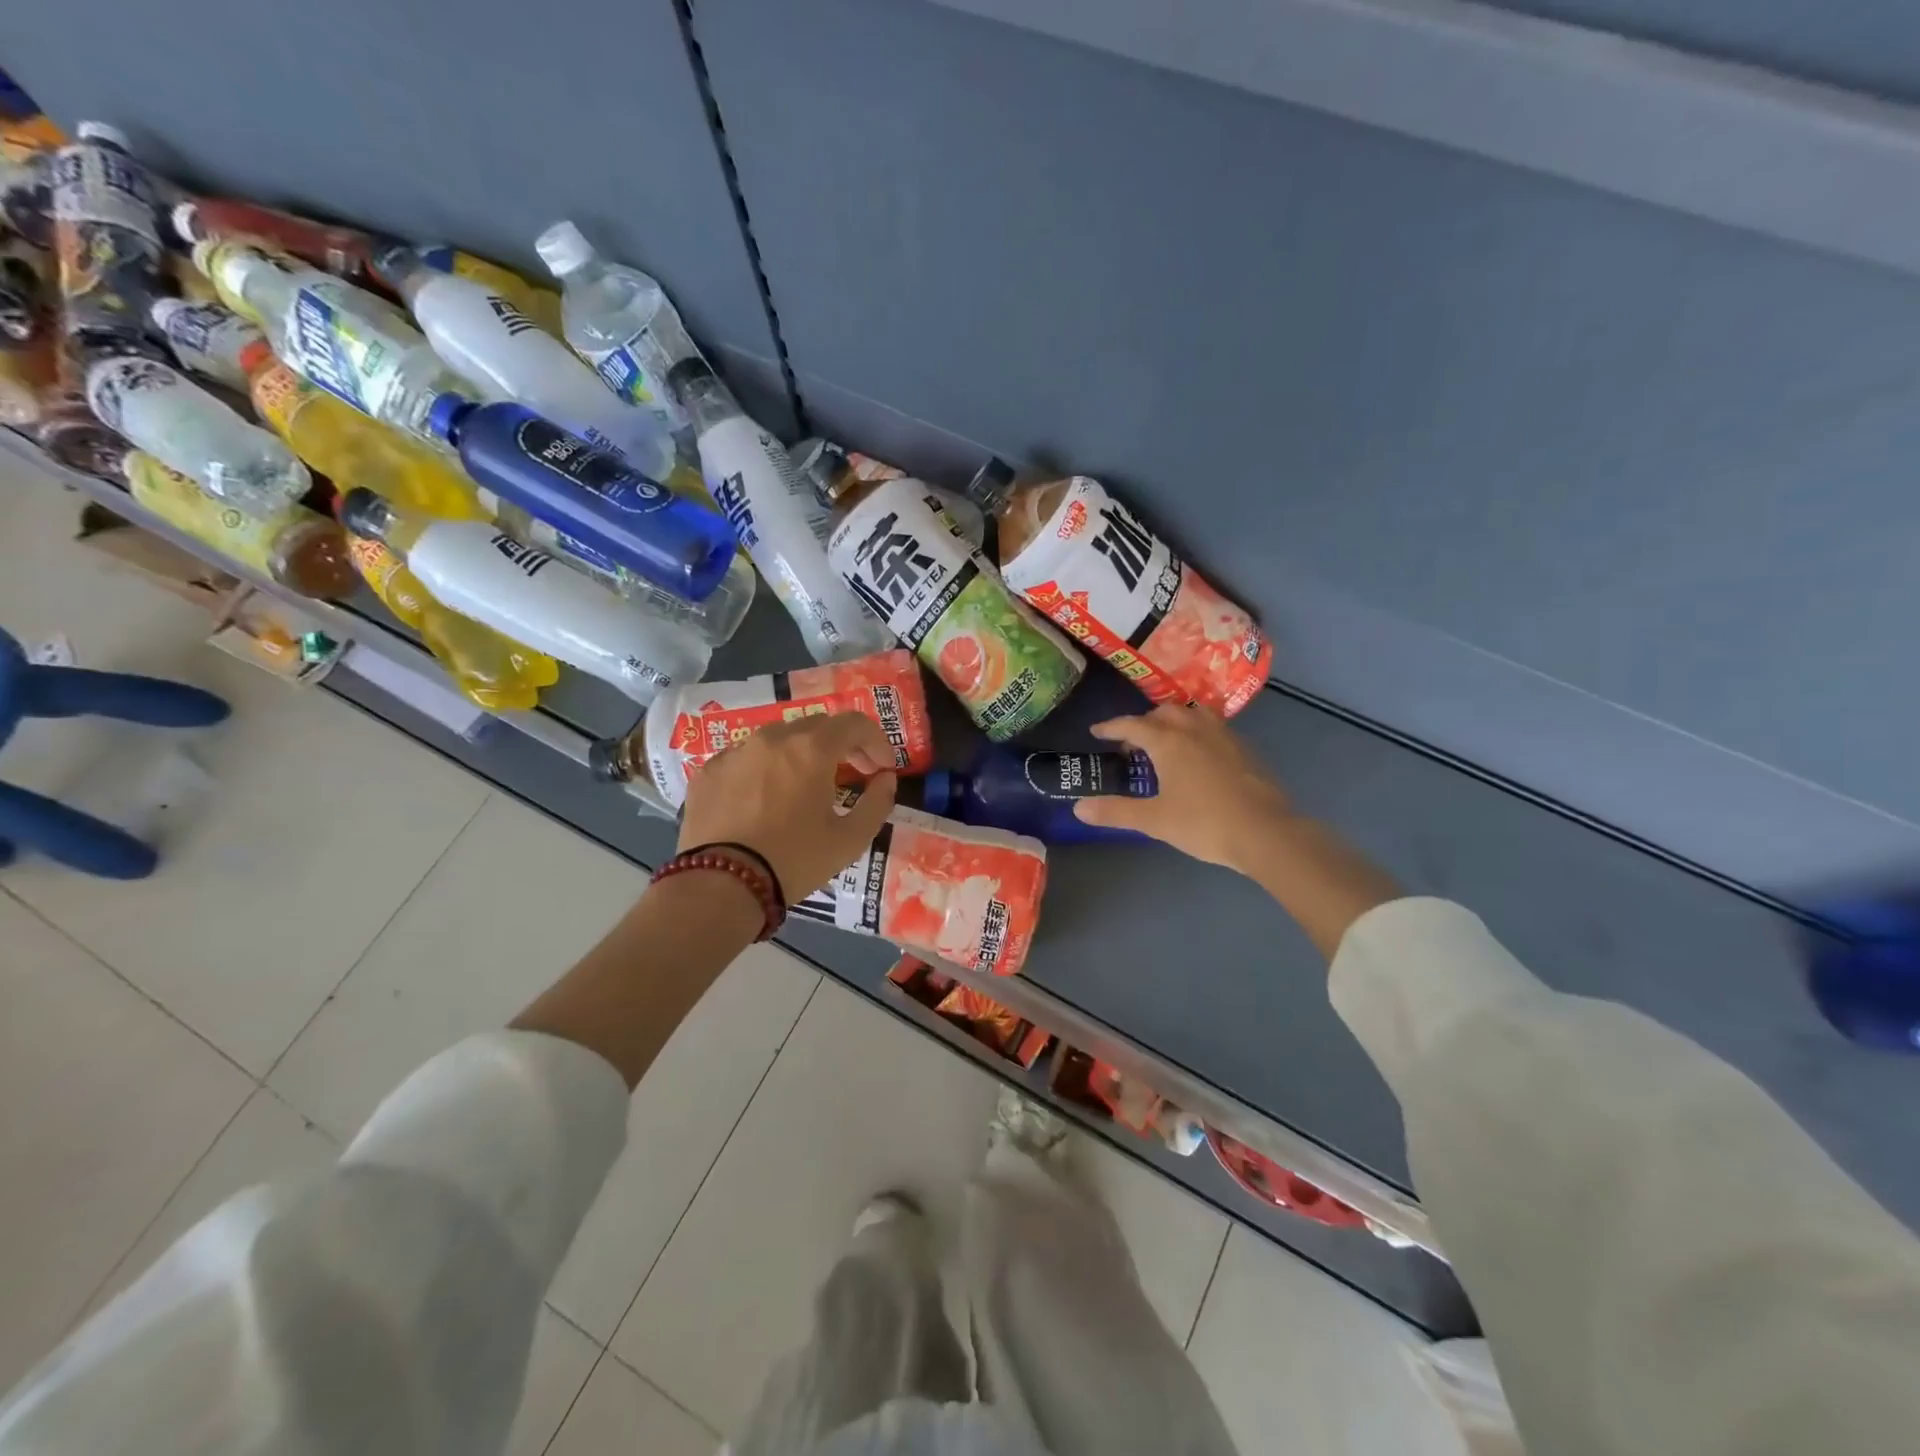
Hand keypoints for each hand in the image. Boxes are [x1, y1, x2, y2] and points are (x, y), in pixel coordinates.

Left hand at [679, 712, 897, 900]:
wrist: (719, 885)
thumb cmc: (794, 861)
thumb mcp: (850, 840)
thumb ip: (878, 803)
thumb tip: (885, 779)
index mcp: (811, 749)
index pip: (855, 724)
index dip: (877, 741)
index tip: (883, 768)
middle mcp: (773, 738)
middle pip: (818, 726)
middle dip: (842, 745)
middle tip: (853, 773)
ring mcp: (736, 751)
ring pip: (779, 738)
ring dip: (802, 753)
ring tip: (807, 785)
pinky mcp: (709, 771)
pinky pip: (747, 757)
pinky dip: (766, 768)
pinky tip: (766, 798)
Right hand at [1074, 705, 1293, 871]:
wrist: (1266, 832)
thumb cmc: (1204, 823)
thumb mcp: (1154, 820)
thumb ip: (1115, 811)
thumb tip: (1078, 807)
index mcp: (1168, 741)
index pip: (1132, 725)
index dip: (1111, 727)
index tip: (1096, 732)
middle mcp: (1194, 729)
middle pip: (1163, 713)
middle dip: (1143, 722)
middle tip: (1132, 743)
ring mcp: (1223, 736)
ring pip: (1192, 715)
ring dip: (1172, 721)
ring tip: (1165, 742)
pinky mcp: (1244, 749)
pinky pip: (1212, 727)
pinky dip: (1196, 732)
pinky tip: (1198, 756)